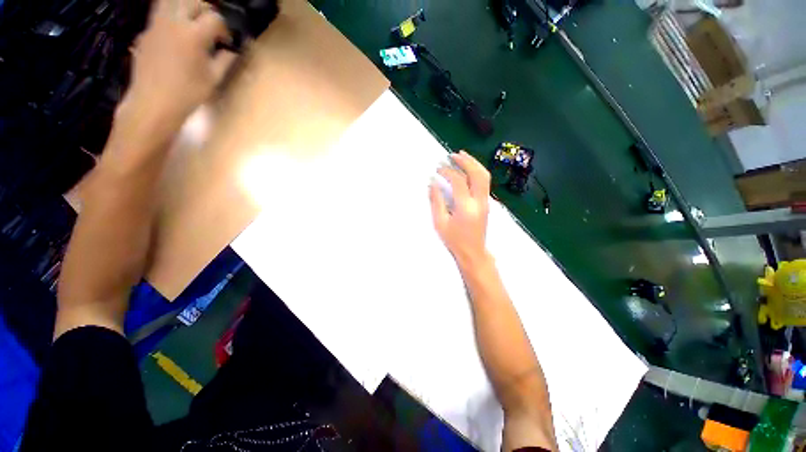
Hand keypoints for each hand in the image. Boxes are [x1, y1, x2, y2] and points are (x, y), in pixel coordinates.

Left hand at [118, 0, 235, 139]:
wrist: (153, 103)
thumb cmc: (188, 94)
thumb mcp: (213, 79)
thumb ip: (225, 60)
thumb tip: (232, 51)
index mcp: (193, 34)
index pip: (214, 18)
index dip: (224, 29)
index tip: (227, 41)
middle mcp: (173, 22)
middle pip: (193, 1)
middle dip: (206, 10)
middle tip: (212, 26)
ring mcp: (156, 25)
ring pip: (171, 1)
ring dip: (186, 7)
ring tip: (193, 21)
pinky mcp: (146, 32)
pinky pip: (160, 14)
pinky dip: (171, 17)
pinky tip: (176, 33)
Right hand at [430, 151, 491, 266]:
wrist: (473, 252)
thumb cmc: (454, 240)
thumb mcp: (440, 222)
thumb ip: (436, 201)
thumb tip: (433, 183)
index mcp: (466, 207)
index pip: (459, 181)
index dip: (448, 171)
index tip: (438, 169)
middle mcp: (479, 202)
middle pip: (477, 174)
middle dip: (466, 161)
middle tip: (453, 155)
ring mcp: (485, 202)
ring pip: (484, 176)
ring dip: (473, 164)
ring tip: (462, 156)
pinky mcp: (486, 203)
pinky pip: (484, 182)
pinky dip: (477, 171)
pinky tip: (468, 169)